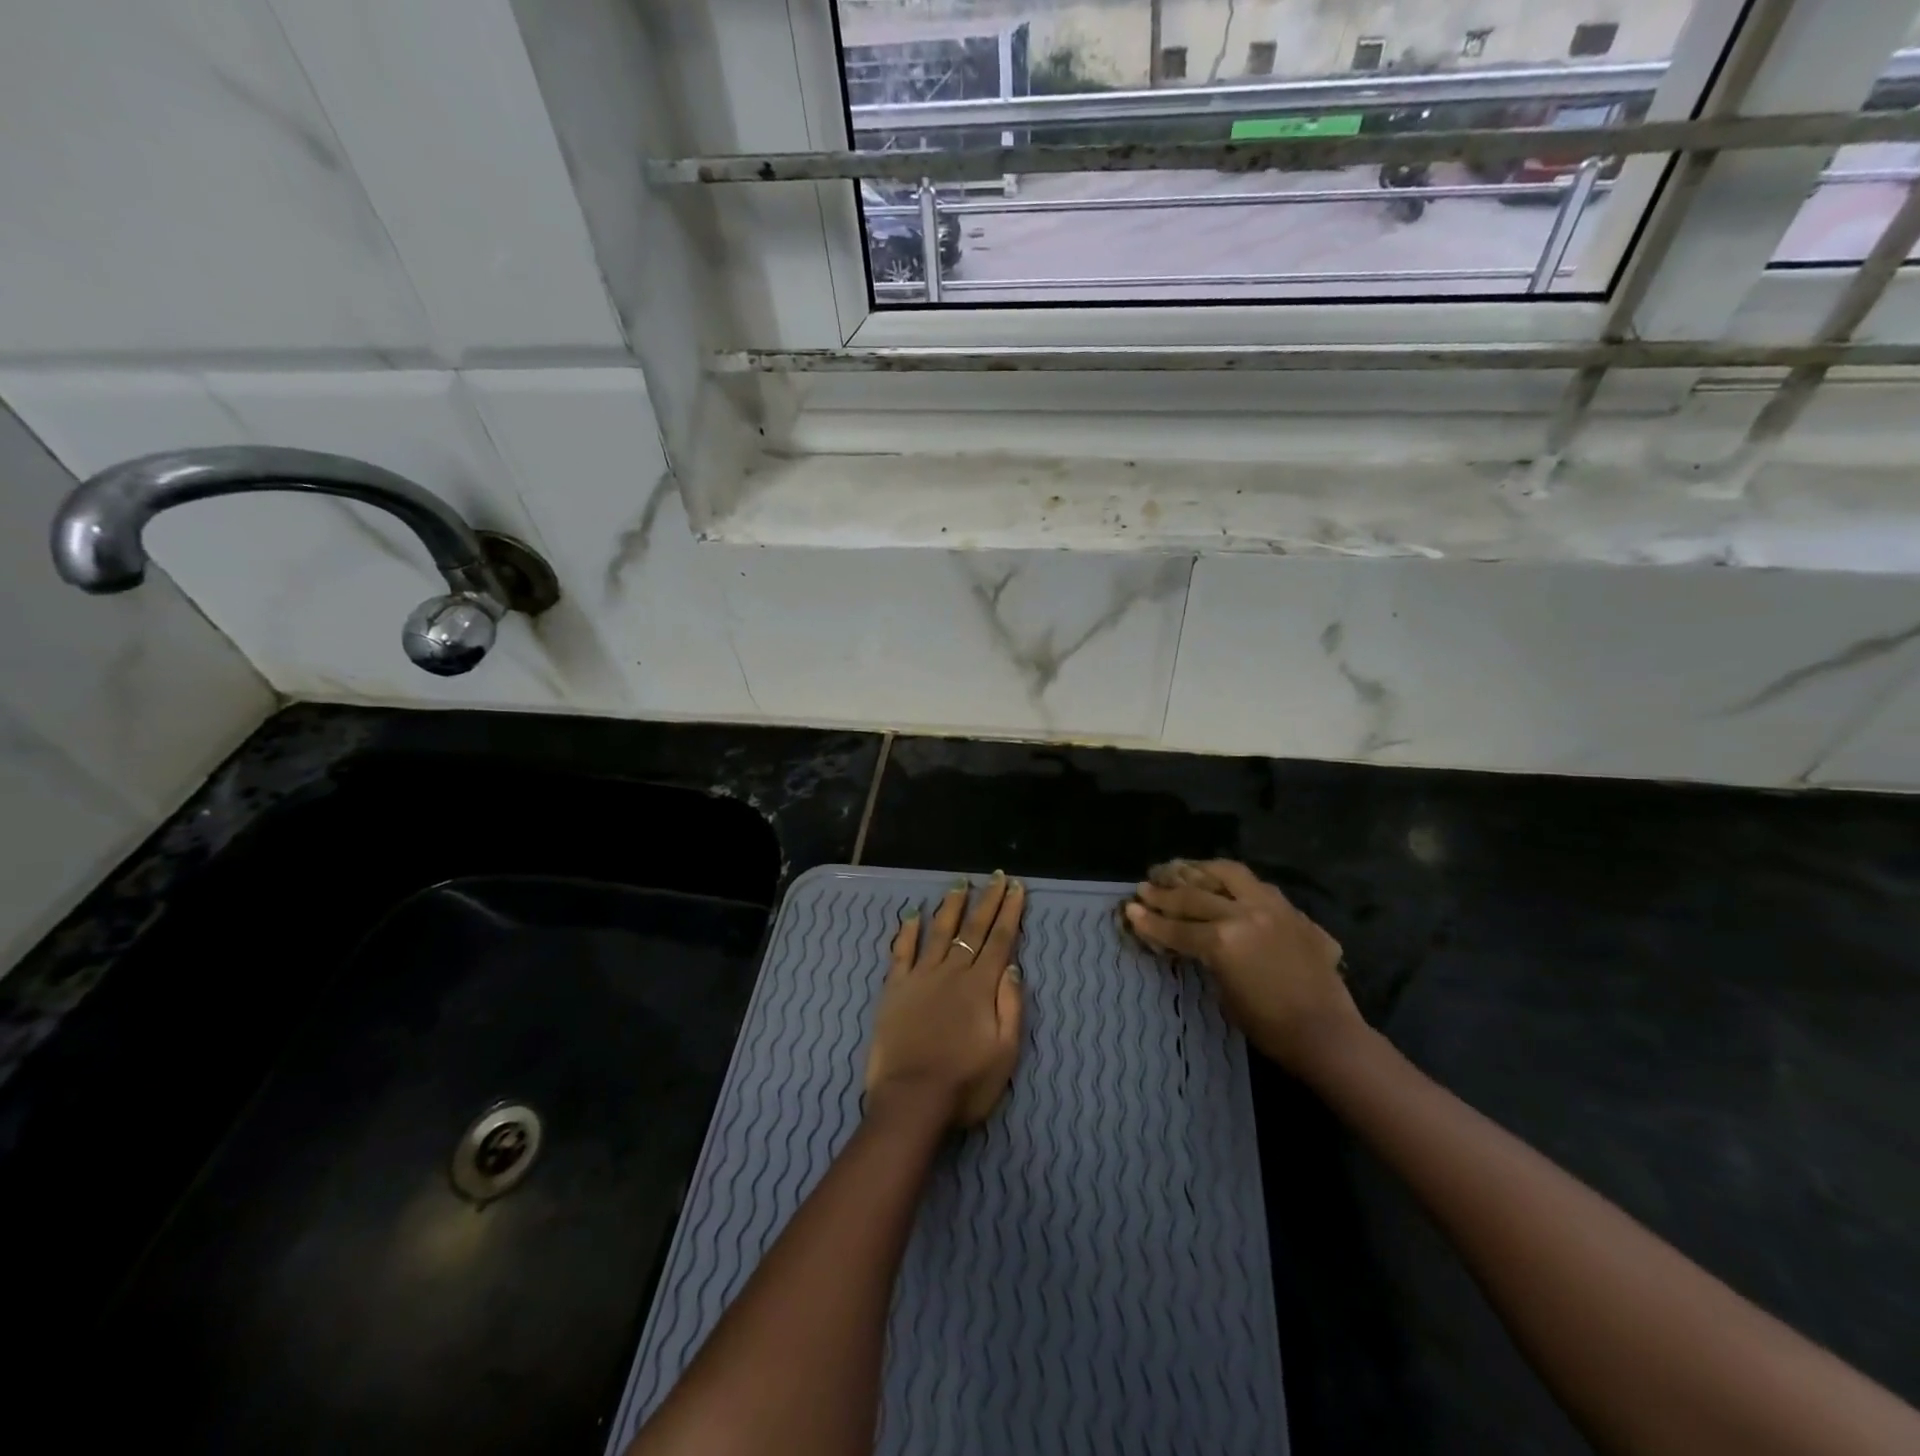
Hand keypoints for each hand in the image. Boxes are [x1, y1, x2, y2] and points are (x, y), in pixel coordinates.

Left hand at [865, 872, 1025, 1129]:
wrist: (912, 1100)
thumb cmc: (965, 1083)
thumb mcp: (1005, 1052)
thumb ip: (1011, 1005)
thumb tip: (1012, 966)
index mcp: (981, 986)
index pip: (1000, 940)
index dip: (1010, 912)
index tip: (1017, 888)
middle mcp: (952, 972)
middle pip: (973, 928)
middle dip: (988, 900)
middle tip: (997, 876)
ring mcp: (921, 977)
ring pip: (939, 932)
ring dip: (952, 906)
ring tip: (961, 883)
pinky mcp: (895, 989)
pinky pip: (902, 952)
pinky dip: (908, 930)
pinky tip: (913, 913)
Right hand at [1124, 859, 1362, 1075]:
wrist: (1327, 1034)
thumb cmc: (1269, 1027)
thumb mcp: (1224, 992)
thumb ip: (1207, 957)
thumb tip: (1193, 942)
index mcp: (1223, 941)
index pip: (1177, 927)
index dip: (1150, 920)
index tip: (1130, 908)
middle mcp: (1244, 914)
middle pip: (1195, 895)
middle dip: (1166, 890)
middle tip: (1147, 884)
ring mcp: (1272, 907)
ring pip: (1229, 873)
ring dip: (1201, 870)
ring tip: (1182, 868)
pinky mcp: (1293, 912)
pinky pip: (1258, 886)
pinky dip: (1235, 883)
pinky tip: (1225, 885)